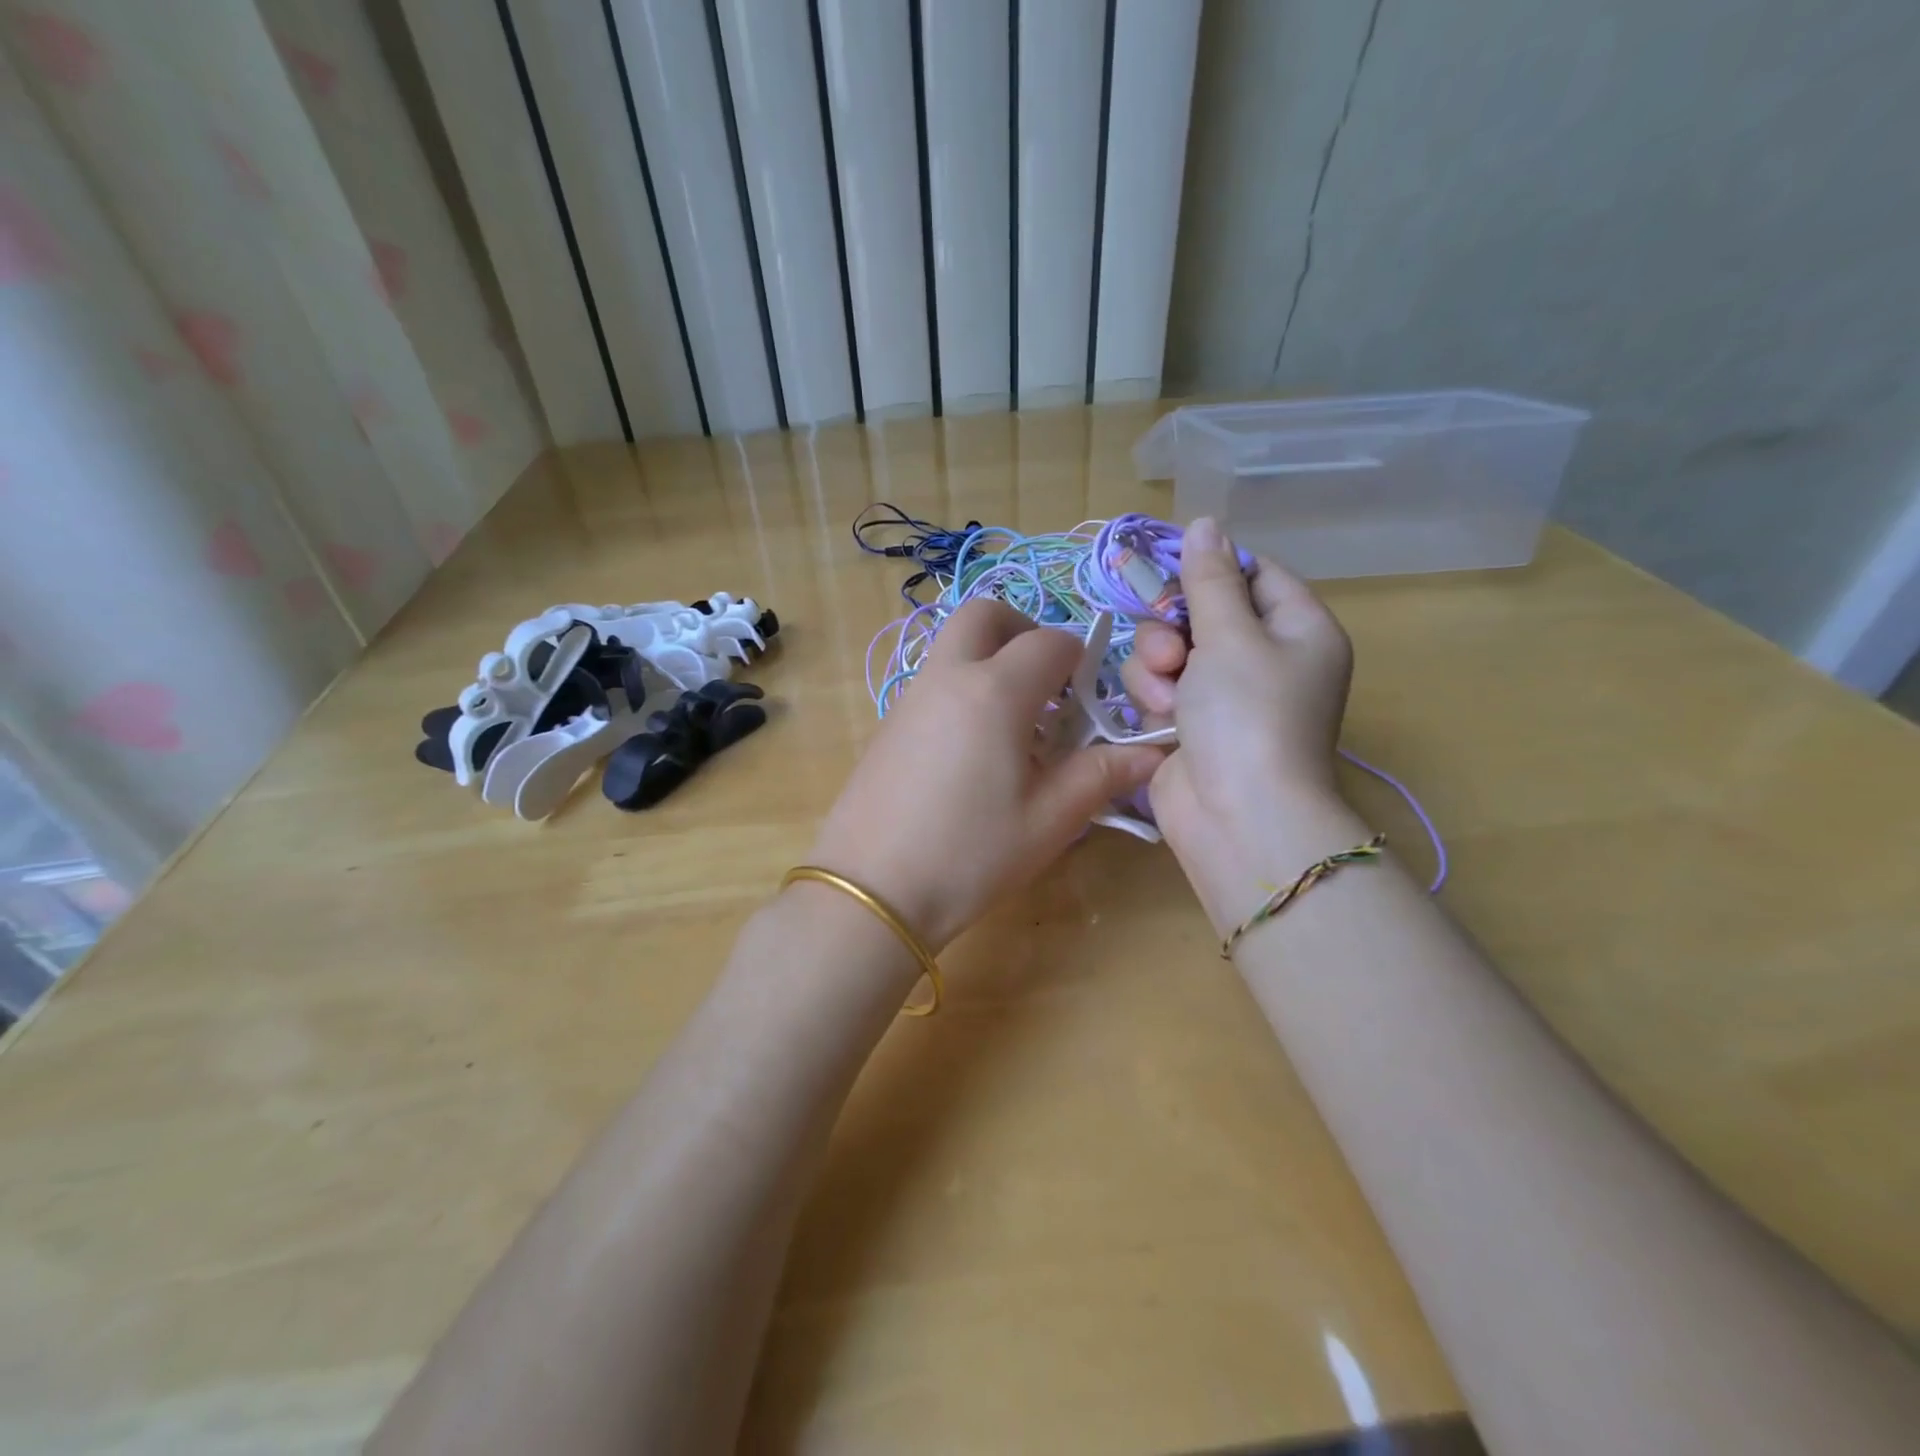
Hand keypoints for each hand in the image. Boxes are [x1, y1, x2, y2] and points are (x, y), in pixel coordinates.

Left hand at [809, 599, 1164, 949]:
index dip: (1080, 659)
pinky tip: (974, 751)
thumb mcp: (1050, 820)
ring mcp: (909, 697)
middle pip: (985, 614)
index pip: (1050, 642)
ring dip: (990, 658)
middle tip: (1047, 680)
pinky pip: (933, 680)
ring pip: (953, 644)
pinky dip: (963, 686)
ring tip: (1016, 724)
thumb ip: (1102, 775)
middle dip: (1024, 629)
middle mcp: (948, 676)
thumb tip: (1152, 754)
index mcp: (995, 691)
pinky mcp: (887, 723)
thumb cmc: (970, 854)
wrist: (871, 890)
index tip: (1090, 698)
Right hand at [1119, 517, 1353, 868]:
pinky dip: (1154, 697)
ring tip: (1165, 694)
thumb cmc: (1248, 714)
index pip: (1254, 573)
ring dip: (1157, 665)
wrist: (1237, 815)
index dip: (1211, 567)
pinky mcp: (1190, 723)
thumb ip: (1210, 580)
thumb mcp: (1232, 635)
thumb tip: (1205, 523)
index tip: (1168, 564)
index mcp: (1298, 629)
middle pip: (1203, 611)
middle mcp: (1264, 658)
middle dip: (1174, 627)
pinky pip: (1159, 686)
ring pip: (1171, 649)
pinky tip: (1159, 718)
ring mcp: (1225, 694)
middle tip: (1171, 649)